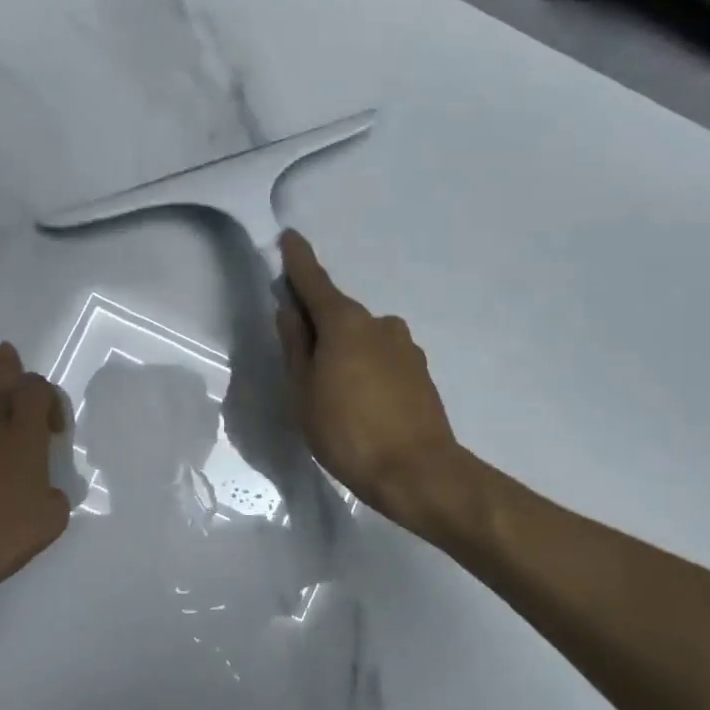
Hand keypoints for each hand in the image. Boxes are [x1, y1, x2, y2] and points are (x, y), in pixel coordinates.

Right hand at [276, 232, 473, 538]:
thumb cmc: (347, 432)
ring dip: (344, 349)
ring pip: (362, 337)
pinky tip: (361, 400)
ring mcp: (404, 345)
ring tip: (332, 391)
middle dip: (317, 322)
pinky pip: (381, 356)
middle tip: (299, 354)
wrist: (417, 472)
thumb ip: (295, 346)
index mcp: (344, 322)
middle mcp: (378, 323)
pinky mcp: (420, 370)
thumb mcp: (303, 392)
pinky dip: (366, 366)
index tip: (289, 238)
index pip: (314, 281)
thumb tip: (290, 310)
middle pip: (338, 313)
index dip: (298, 261)